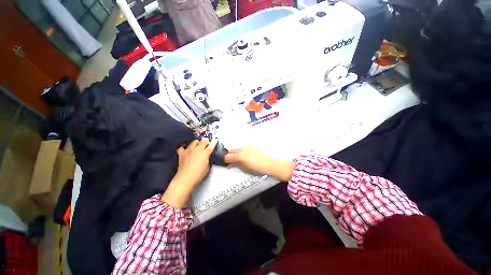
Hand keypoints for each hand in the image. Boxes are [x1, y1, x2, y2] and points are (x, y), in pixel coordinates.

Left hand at [162, 139, 216, 207]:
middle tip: (207, 142)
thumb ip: (207, 160)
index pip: (211, 146)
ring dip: (197, 142)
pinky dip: (184, 148)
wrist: (186, 178)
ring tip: (197, 144)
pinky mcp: (182, 153)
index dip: (213, 143)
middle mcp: (197, 149)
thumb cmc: (199, 174)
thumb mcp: (207, 167)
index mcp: (205, 153)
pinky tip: (185, 149)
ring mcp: (189, 150)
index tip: (215, 141)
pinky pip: (182, 148)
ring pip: (193, 142)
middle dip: (206, 141)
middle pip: (203, 142)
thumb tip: (206, 157)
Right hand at [224, 146, 294, 181]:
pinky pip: (244, 147)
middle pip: (231, 150)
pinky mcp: (252, 145)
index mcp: (239, 156)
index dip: (225, 160)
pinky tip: (246, 155)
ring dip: (236, 152)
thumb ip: (236, 165)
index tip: (226, 163)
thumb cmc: (257, 169)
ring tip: (239, 158)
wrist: (269, 163)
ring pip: (237, 148)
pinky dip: (242, 151)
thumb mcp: (245, 169)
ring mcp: (247, 146)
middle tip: (231, 160)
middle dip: (229, 155)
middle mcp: (242, 148)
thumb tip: (229, 165)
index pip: (227, 157)